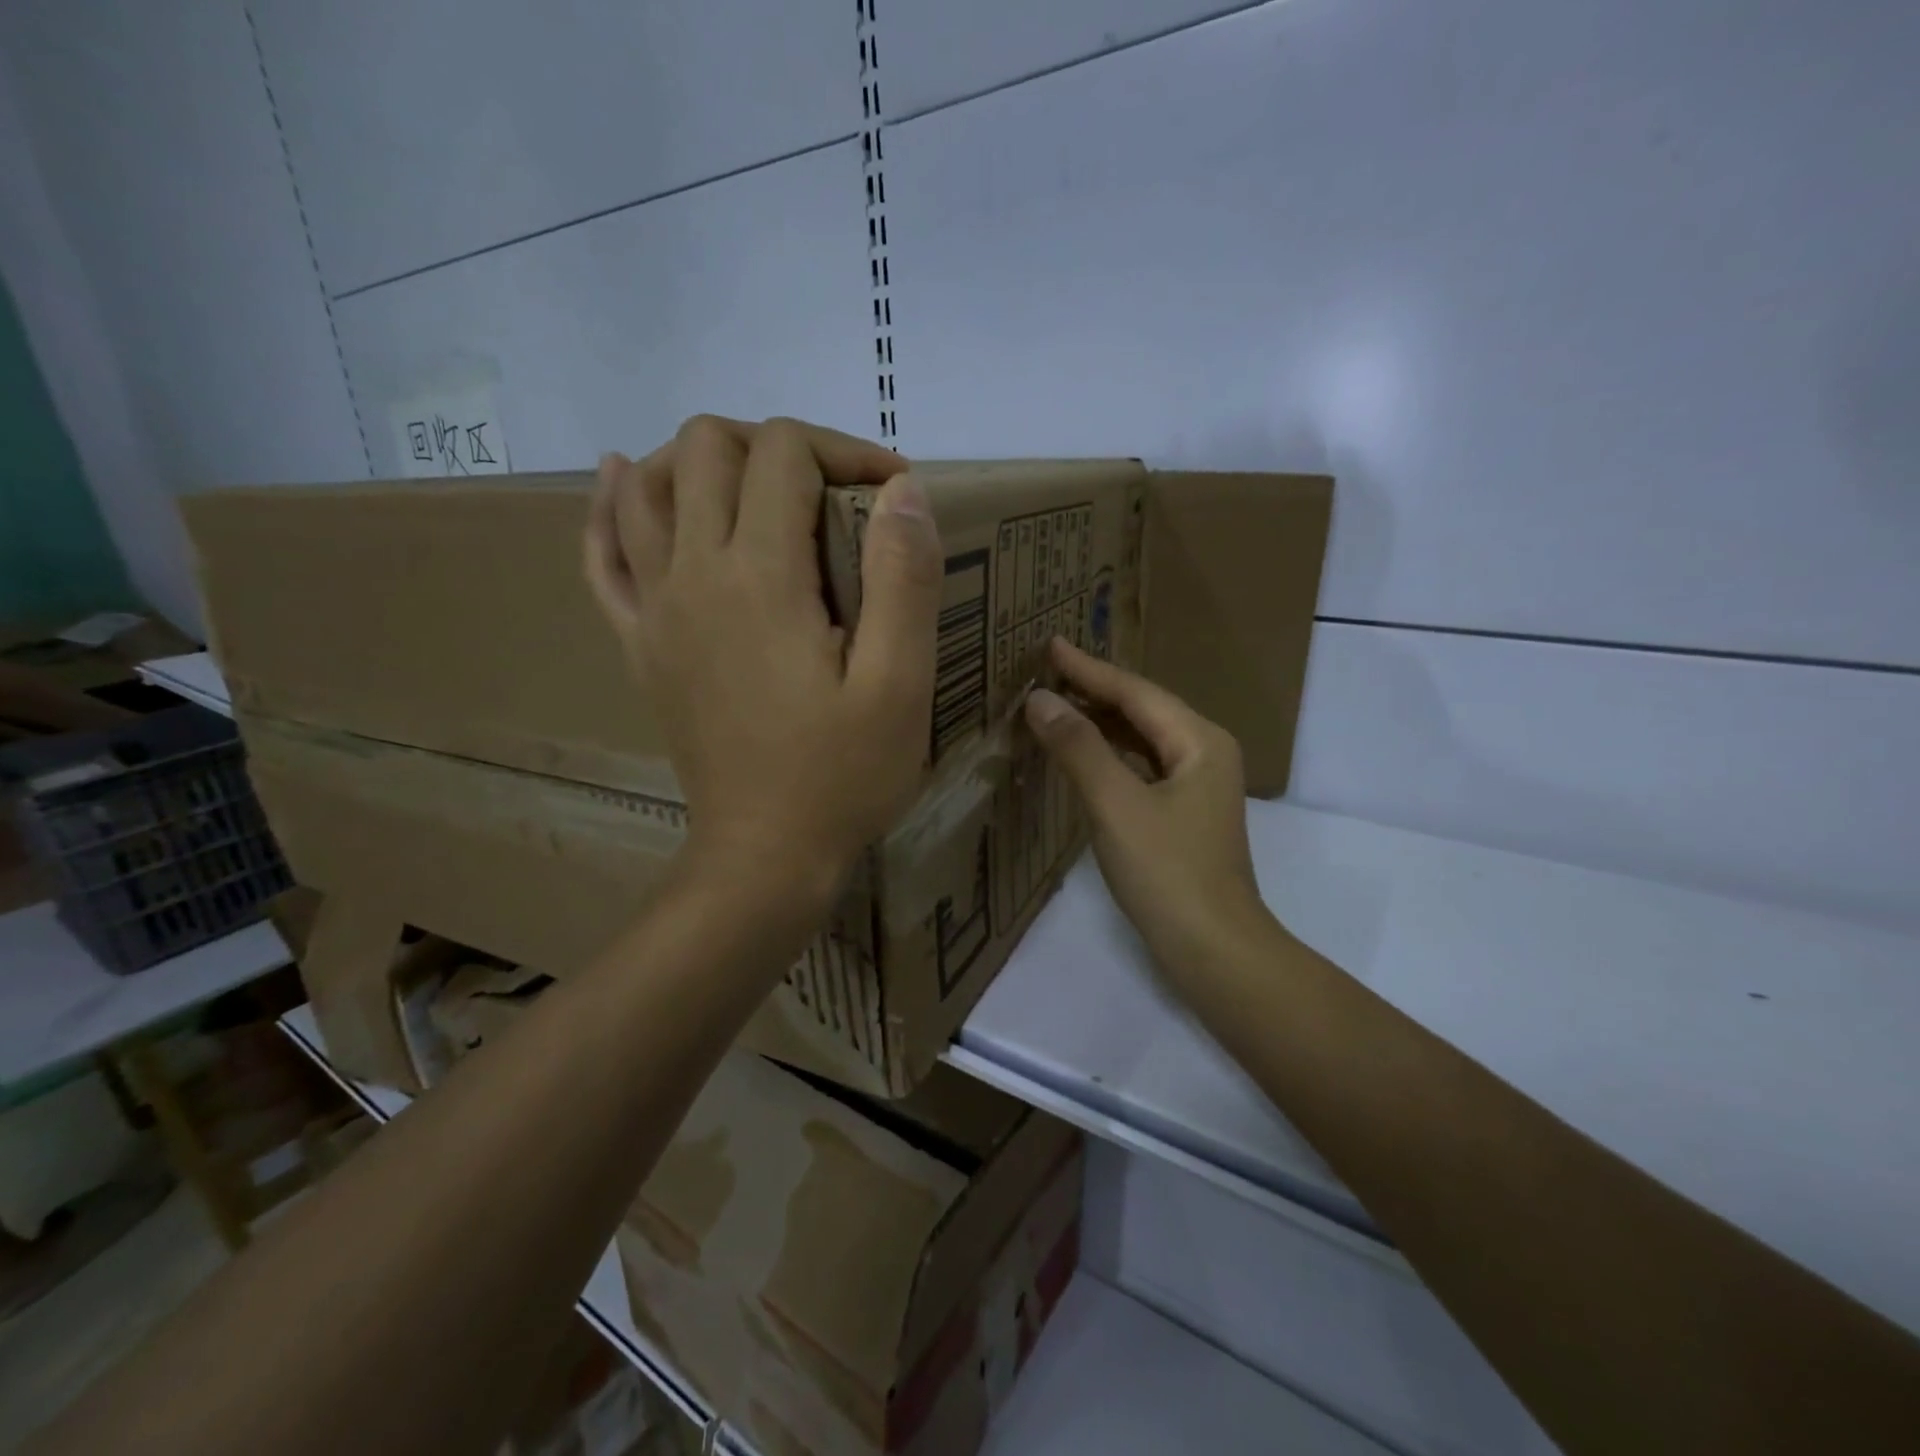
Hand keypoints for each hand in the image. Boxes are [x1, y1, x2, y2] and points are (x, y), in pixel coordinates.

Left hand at [584, 415, 941, 896]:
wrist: (763, 856)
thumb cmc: (842, 776)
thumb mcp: (900, 685)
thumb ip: (904, 578)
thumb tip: (904, 490)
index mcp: (762, 578)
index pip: (785, 453)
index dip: (846, 450)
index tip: (894, 494)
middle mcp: (694, 574)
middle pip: (707, 447)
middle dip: (775, 445)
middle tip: (830, 493)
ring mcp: (655, 609)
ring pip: (646, 485)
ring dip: (698, 460)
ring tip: (751, 485)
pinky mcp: (639, 645)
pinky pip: (604, 557)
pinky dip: (610, 508)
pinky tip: (624, 484)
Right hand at [1025, 637, 1270, 971]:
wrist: (1213, 950)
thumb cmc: (1167, 872)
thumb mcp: (1116, 805)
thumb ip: (1079, 748)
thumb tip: (1040, 700)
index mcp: (1199, 741)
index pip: (1135, 691)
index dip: (1089, 669)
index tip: (1049, 645)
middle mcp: (1204, 753)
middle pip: (1141, 710)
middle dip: (1093, 690)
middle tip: (1044, 673)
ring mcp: (1196, 786)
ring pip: (1141, 739)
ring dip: (1099, 722)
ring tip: (1054, 705)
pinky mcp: (1183, 814)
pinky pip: (1141, 767)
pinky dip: (1108, 755)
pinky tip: (1081, 756)